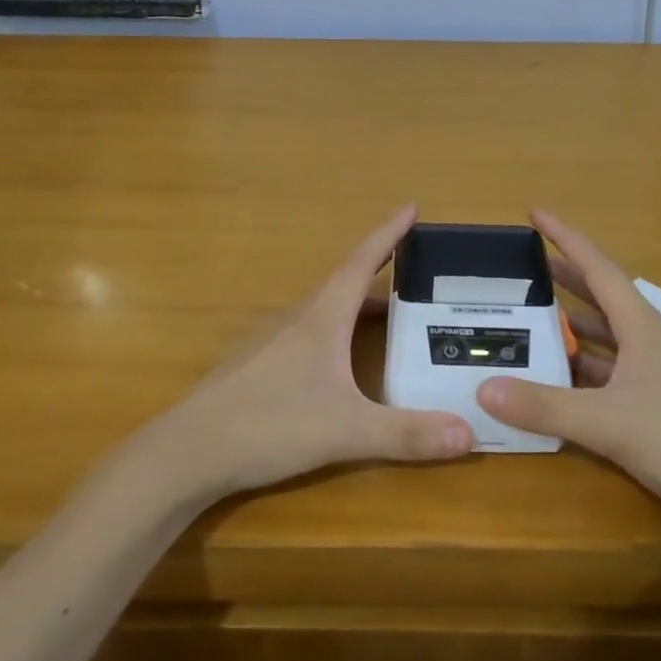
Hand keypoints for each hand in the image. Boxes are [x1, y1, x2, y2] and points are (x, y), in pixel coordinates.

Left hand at [145, 206, 475, 500]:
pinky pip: (308, 337)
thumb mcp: (346, 431)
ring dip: (358, 309)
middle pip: (346, 286)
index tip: (410, 208)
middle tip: (418, 281)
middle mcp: (296, 320)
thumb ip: (407, 434)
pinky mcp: (257, 368)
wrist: (188, 452)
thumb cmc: (269, 425)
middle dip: (383, 278)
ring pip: (325, 313)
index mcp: (321, 319)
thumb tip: (471, 434)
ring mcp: (271, 343)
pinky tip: (340, 365)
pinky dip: (336, 335)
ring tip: (390, 322)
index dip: (388, 235)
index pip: (361, 263)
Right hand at [475, 210, 660, 533]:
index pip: (598, 268)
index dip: (566, 238)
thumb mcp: (607, 422)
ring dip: (570, 327)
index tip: (535, 214)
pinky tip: (555, 379)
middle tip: (522, 267)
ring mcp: (654, 373)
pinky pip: (607, 372)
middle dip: (562, 278)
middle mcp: (648, 341)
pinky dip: (579, 368)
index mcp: (642, 327)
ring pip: (604, 337)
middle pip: (599, 297)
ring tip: (529, 319)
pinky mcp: (655, 404)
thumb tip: (483, 388)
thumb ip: (545, 406)